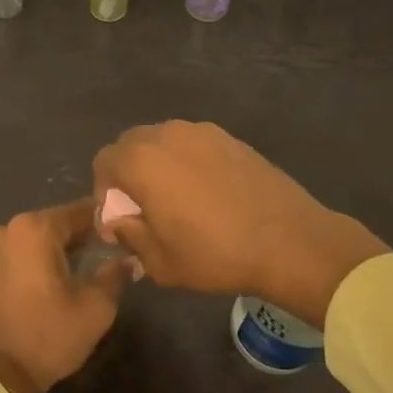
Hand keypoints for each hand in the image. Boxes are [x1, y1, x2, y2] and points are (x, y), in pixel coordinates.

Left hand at [0, 200, 131, 392]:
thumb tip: (129, 260)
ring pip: (29, 240)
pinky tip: (41, 284)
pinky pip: (11, 256)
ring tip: (70, 274)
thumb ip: (116, 276)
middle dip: (76, 238)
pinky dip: (27, 263)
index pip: (79, 212)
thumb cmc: (47, 336)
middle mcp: (5, 229)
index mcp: (34, 229)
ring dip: (50, 251)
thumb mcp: (95, 309)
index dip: (103, 223)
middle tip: (99, 257)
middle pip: (52, 224)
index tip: (119, 238)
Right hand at [92, 121, 388, 327]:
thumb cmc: (215, 254)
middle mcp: (167, 134)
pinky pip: (194, 144)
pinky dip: (188, 162)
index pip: (103, 162)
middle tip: (145, 210)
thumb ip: (128, 234)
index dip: (105, 193)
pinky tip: (208, 194)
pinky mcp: (230, 138)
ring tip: (178, 201)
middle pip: (131, 144)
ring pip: (164, 141)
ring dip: (159, 166)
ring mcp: (202, 131)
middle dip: (129, 174)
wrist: (288, 240)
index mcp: (142, 160)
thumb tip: (120, 220)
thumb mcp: (159, 261)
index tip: (122, 222)